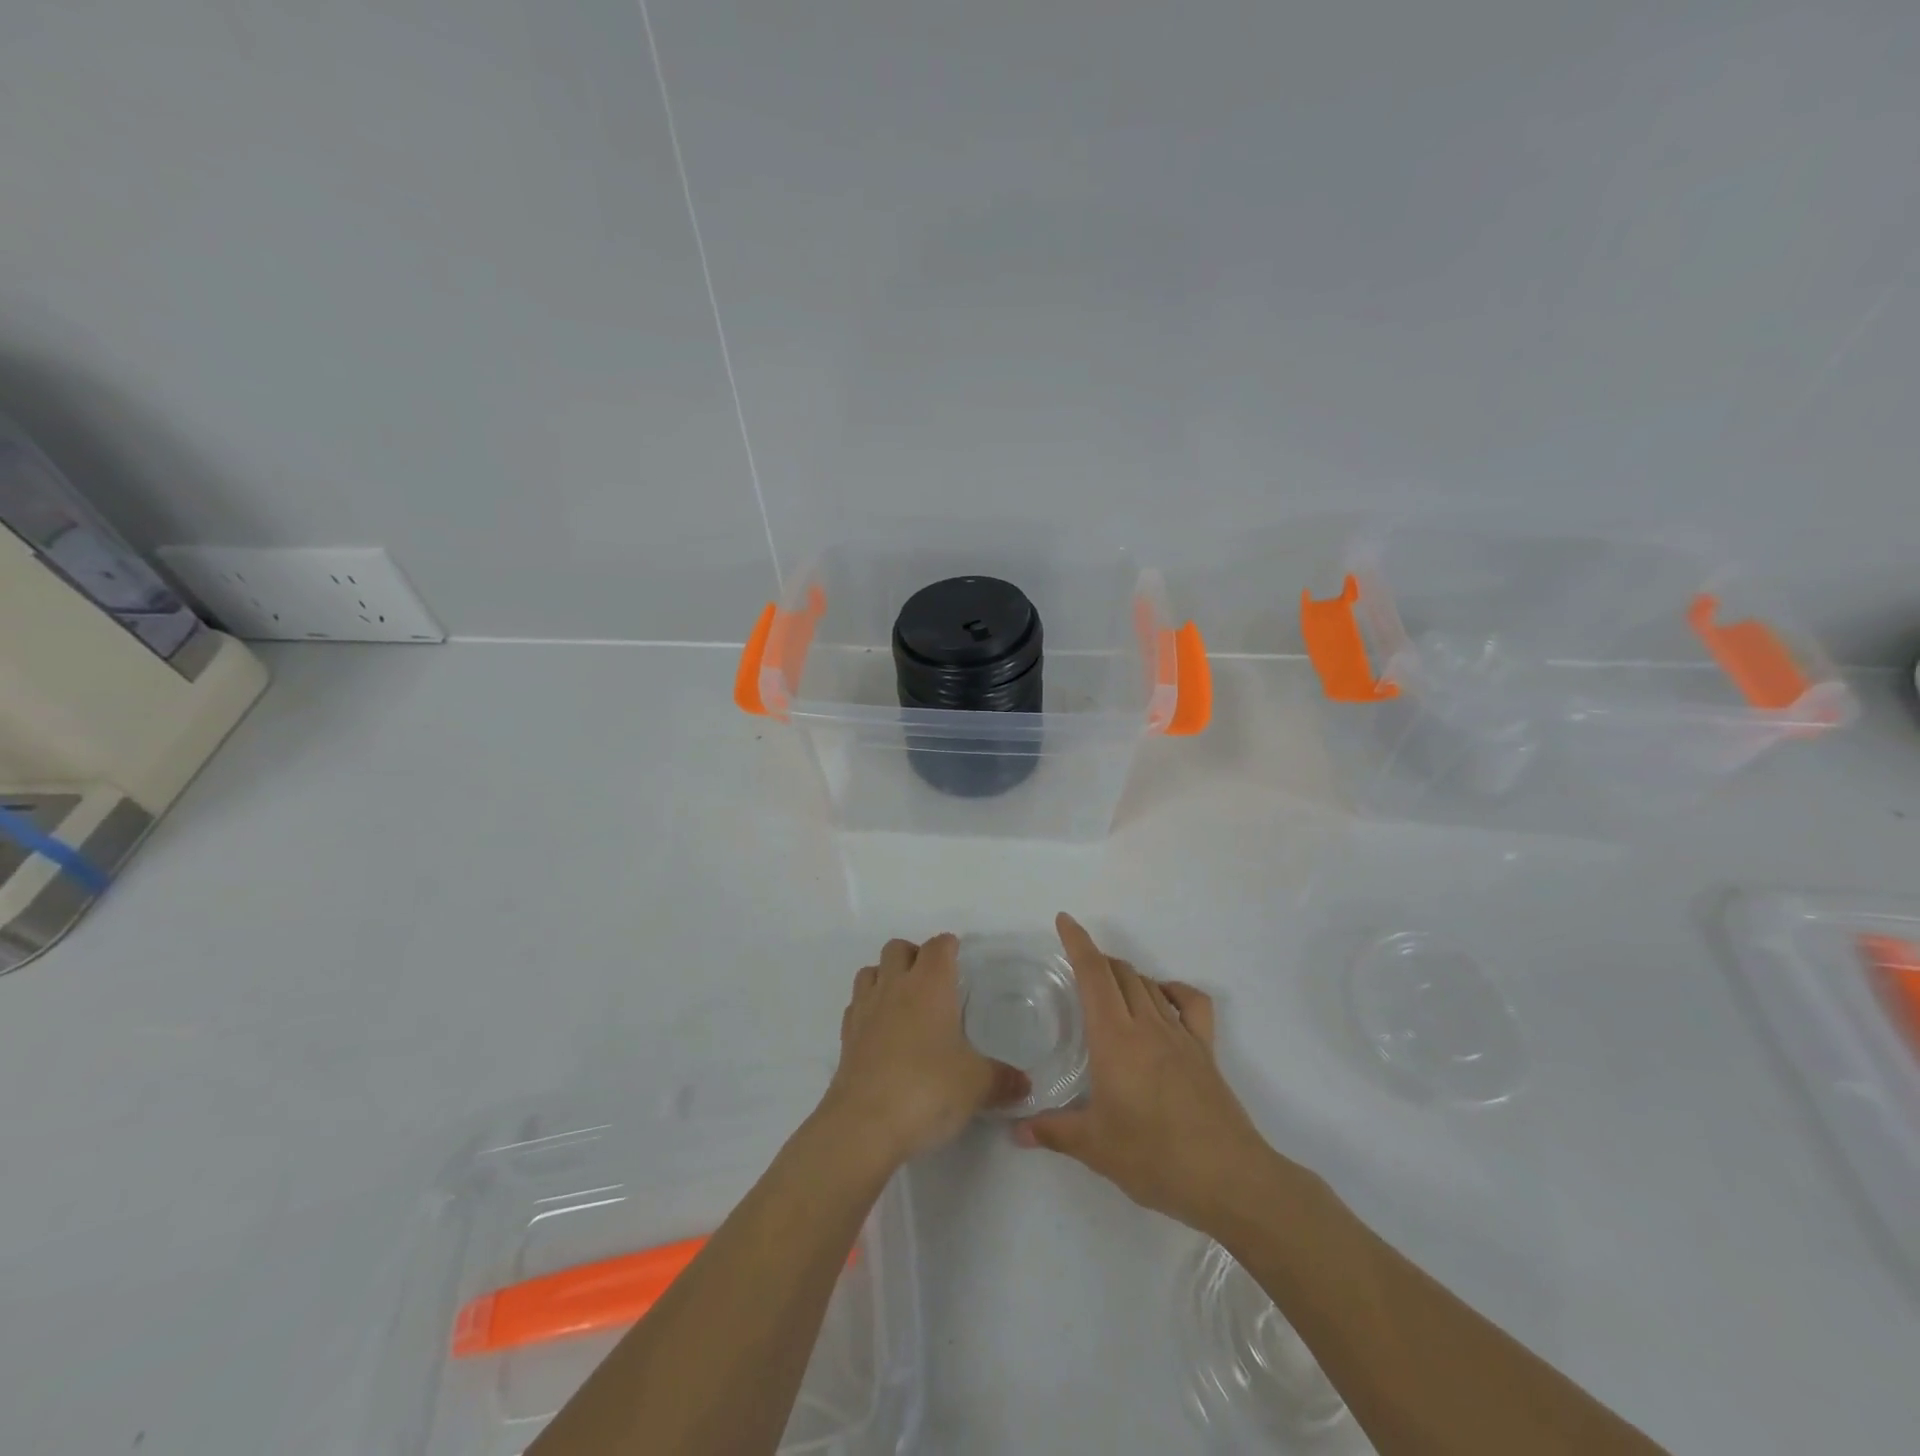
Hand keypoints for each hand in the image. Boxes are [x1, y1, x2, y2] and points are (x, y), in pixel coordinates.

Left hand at [821, 934, 1029, 1163]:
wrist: (863, 1125)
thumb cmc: (927, 1089)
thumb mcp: (977, 1085)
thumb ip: (1002, 1080)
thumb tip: (1024, 1085)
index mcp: (930, 984)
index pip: (938, 946)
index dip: (949, 947)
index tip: (959, 958)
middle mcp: (895, 986)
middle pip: (897, 948)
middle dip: (914, 955)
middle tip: (933, 981)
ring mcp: (865, 1009)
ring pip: (870, 971)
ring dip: (886, 975)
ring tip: (904, 1000)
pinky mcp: (846, 1037)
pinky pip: (856, 1005)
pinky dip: (868, 1007)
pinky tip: (882, 1030)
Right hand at [1014, 914, 1273, 1233]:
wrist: (1229, 1179)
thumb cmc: (1155, 1158)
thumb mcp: (1095, 1147)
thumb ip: (1053, 1132)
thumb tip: (1016, 1131)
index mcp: (1115, 1039)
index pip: (1094, 975)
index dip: (1078, 943)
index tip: (1064, 921)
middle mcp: (1147, 1025)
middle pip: (1120, 973)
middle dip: (1097, 959)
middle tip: (1076, 966)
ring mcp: (1181, 1035)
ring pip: (1149, 985)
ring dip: (1126, 975)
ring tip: (1109, 987)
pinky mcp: (1205, 1051)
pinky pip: (1190, 1003)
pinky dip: (1172, 990)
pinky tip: (1162, 1001)